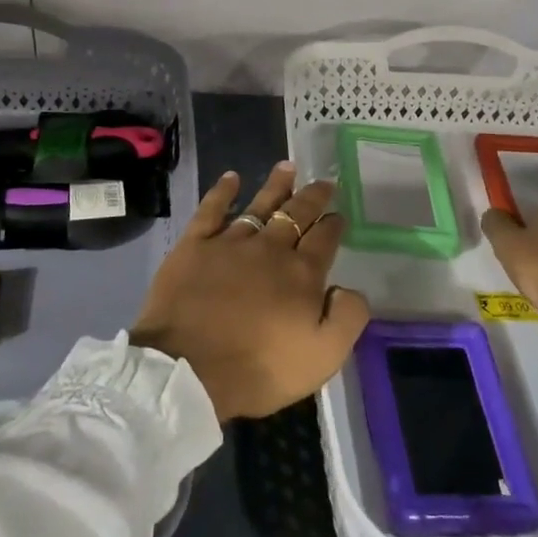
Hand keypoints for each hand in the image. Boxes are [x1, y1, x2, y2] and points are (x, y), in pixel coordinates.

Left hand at [132, 162, 370, 421]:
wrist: (188, 370)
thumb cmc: (258, 369)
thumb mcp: (322, 357)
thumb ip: (347, 318)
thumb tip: (349, 288)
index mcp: (301, 274)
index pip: (324, 239)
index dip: (333, 225)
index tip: (338, 214)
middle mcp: (269, 248)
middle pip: (295, 214)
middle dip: (312, 197)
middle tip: (323, 182)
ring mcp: (230, 243)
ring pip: (259, 204)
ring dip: (276, 185)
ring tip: (287, 166)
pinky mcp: (195, 245)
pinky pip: (211, 209)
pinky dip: (222, 191)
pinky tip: (231, 177)